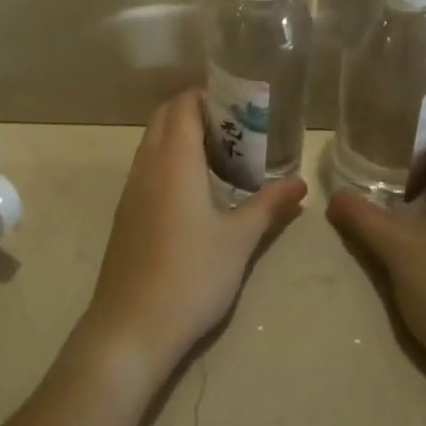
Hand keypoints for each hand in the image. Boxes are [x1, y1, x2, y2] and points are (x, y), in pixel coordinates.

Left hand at [74, 90, 306, 386]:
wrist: (129, 330)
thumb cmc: (190, 276)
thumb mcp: (239, 240)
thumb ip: (269, 205)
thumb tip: (300, 183)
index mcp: (174, 160)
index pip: (183, 104)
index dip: (208, 95)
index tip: (239, 104)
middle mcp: (148, 164)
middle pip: (165, 115)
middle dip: (196, 110)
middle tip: (234, 127)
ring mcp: (132, 189)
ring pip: (153, 140)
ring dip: (181, 134)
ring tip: (220, 154)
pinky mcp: (126, 212)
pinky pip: (147, 165)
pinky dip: (169, 159)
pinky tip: (195, 189)